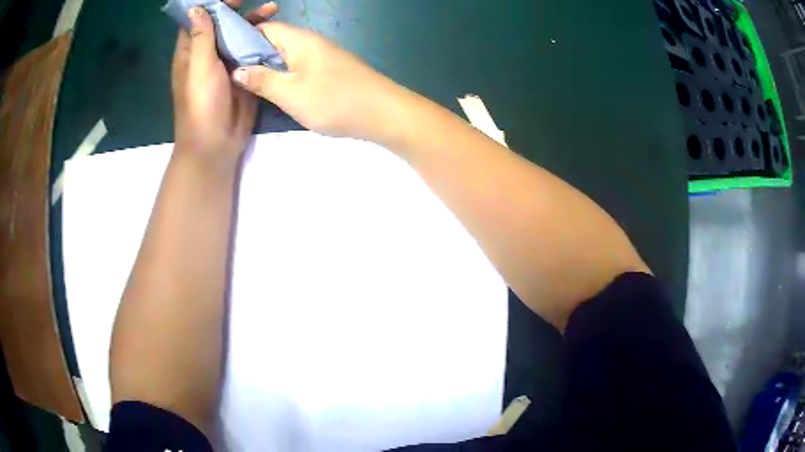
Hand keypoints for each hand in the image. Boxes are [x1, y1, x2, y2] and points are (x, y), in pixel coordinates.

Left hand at [171, 1, 277, 154]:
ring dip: (253, 22)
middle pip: (222, 24)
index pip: (198, 20)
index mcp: (191, 52)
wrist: (216, 142)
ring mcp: (226, 63)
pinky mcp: (242, 73)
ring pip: (238, 35)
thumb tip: (196, 8)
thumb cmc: (201, 104)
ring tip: (273, 11)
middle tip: (257, 2)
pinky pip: (251, 50)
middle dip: (237, 10)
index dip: (210, 5)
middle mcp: (208, 54)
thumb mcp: (199, 67)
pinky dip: (262, 40)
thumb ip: (201, 37)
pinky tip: (275, 32)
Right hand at [232, 22, 408, 142]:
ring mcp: (321, 55)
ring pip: (286, 55)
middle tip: (230, 76)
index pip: (264, 29)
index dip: (242, 38)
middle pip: (274, 41)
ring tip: (246, 85)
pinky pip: (298, 66)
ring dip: (267, 67)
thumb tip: (237, 69)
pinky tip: (273, 90)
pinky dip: (283, 75)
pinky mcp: (329, 70)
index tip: (223, 57)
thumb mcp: (291, 93)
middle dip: (251, 55)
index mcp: (299, 40)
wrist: (384, 113)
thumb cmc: (335, 100)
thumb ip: (262, 80)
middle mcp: (310, 42)